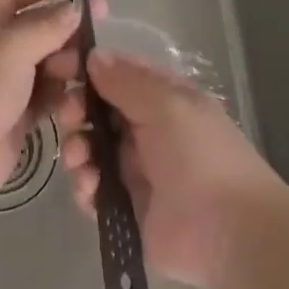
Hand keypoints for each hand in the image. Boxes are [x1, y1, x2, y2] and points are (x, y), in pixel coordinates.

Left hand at [0, 0, 102, 210]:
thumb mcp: (12, 47)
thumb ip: (48, 25)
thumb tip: (75, 8)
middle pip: (37, 26)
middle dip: (64, 31)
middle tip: (95, 38)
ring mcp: (2, 79)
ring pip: (45, 61)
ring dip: (65, 65)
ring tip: (79, 74)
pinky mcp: (15, 111)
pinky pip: (45, 93)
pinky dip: (60, 95)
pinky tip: (76, 100)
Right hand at [51, 49, 281, 288]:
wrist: (230, 233)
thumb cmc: (201, 155)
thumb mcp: (167, 105)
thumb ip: (126, 81)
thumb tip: (93, 55)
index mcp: (162, 98)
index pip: (118, 72)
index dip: (88, 67)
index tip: (58, 66)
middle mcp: (145, 129)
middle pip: (97, 109)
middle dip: (77, 109)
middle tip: (70, 115)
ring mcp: (134, 169)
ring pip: (90, 148)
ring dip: (77, 148)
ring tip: (80, 159)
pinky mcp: (125, 207)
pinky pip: (93, 189)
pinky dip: (85, 186)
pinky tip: (90, 189)